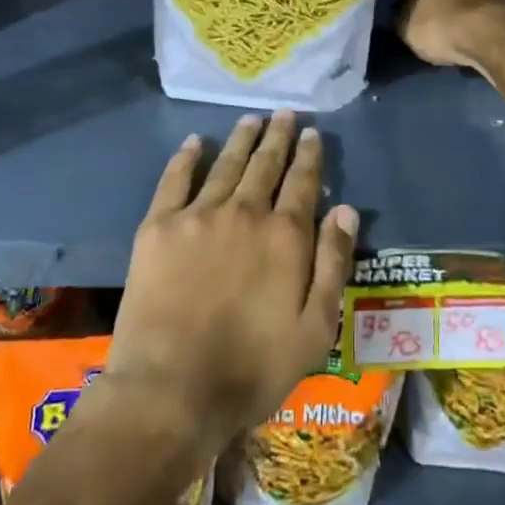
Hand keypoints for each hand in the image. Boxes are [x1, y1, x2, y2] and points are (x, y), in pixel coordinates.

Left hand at [105, 110, 357, 466]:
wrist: (170, 390)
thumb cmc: (252, 367)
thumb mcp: (314, 328)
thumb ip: (333, 263)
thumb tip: (345, 209)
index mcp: (285, 235)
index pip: (302, 182)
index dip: (309, 156)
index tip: (311, 133)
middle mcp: (245, 212)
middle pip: (265, 164)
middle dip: (278, 137)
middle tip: (284, 114)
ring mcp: (199, 215)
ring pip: (226, 164)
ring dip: (242, 139)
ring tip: (251, 119)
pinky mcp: (159, 227)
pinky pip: (175, 179)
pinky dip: (187, 157)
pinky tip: (195, 142)